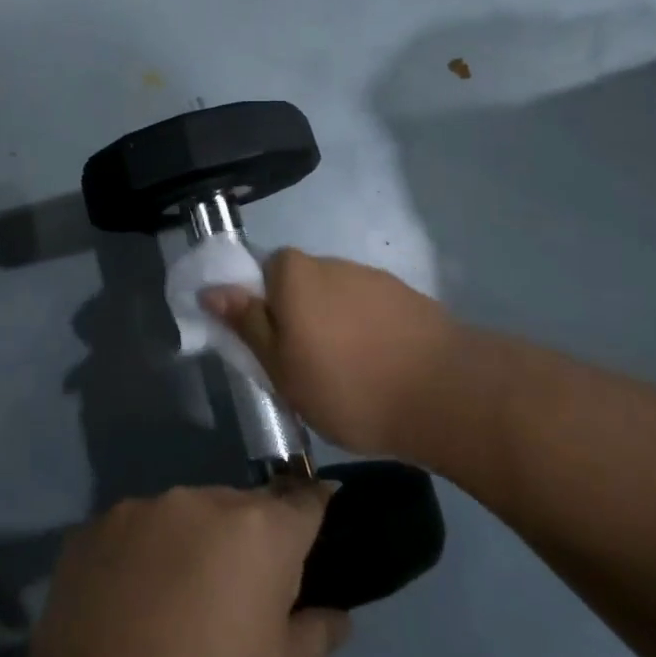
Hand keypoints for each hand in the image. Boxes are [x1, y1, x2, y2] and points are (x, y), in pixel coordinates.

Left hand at [21, 485, 350, 656]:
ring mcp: (135, 511)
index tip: (319, 518)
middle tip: (239, 599)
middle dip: (245, 541)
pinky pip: (131, 534)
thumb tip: (332, 611)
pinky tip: (130, 608)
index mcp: (255, 531)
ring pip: (180, 517)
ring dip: (189, 546)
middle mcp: (196, 501)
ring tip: (177, 607)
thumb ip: (314, 634)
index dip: (314, 509)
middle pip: (236, 508)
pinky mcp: (87, 532)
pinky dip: (140, 559)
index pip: (301, 500)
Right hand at [202, 249, 463, 457]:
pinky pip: (371, 309)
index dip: (264, 308)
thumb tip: (211, 290)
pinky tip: (381, 368)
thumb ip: (247, 324)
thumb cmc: (346, 385)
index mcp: (294, 273)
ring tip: (350, 374)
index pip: (263, 272)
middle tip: (306, 365)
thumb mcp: (281, 367)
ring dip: (336, 325)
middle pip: (301, 283)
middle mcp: (331, 262)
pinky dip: (369, 332)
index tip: (274, 347)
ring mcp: (373, 277)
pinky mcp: (408, 297)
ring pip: (337, 297)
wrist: (445, 393)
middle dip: (300, 316)